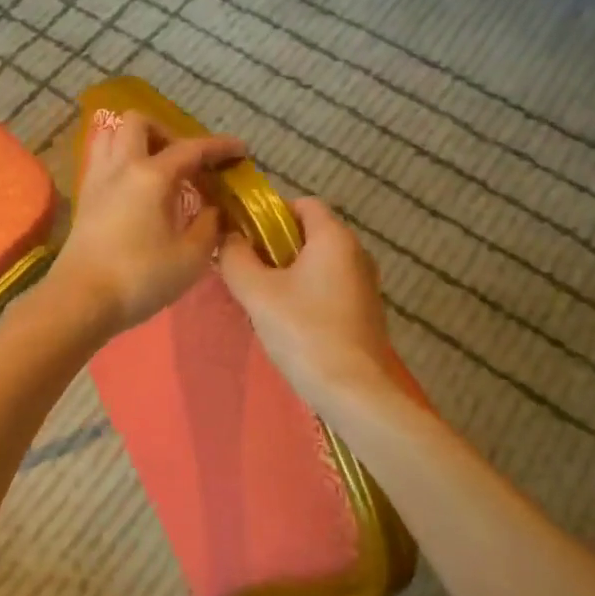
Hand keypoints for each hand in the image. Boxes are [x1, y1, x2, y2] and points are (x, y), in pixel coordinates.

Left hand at [49, 111, 246, 336]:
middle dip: (168, 133)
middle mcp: (121, 166)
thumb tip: (213, 210)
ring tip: (159, 168)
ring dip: (138, 141)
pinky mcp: (84, 197)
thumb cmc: (140, 278)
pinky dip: (122, 160)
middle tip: (187, 162)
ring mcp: (97, 179)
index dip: (219, 147)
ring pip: (112, 135)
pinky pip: (102, 159)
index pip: (191, 148)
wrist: (80, 300)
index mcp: (151, 175)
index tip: (241, 149)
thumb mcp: (191, 257)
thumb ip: (209, 226)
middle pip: (139, 122)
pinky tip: (137, 188)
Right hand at [219, 197, 398, 409]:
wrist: (354, 392)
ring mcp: (365, 284)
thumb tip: (228, 237)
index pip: (302, 203)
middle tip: (247, 269)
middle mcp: (356, 252)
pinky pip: (330, 286)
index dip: (269, 213)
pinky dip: (307, 292)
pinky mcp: (366, 311)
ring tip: (262, 298)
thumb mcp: (257, 292)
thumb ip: (235, 257)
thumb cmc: (304, 332)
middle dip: (275, 245)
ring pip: (319, 262)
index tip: (244, 237)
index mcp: (334, 237)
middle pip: (310, 232)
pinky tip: (288, 320)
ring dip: (289, 271)